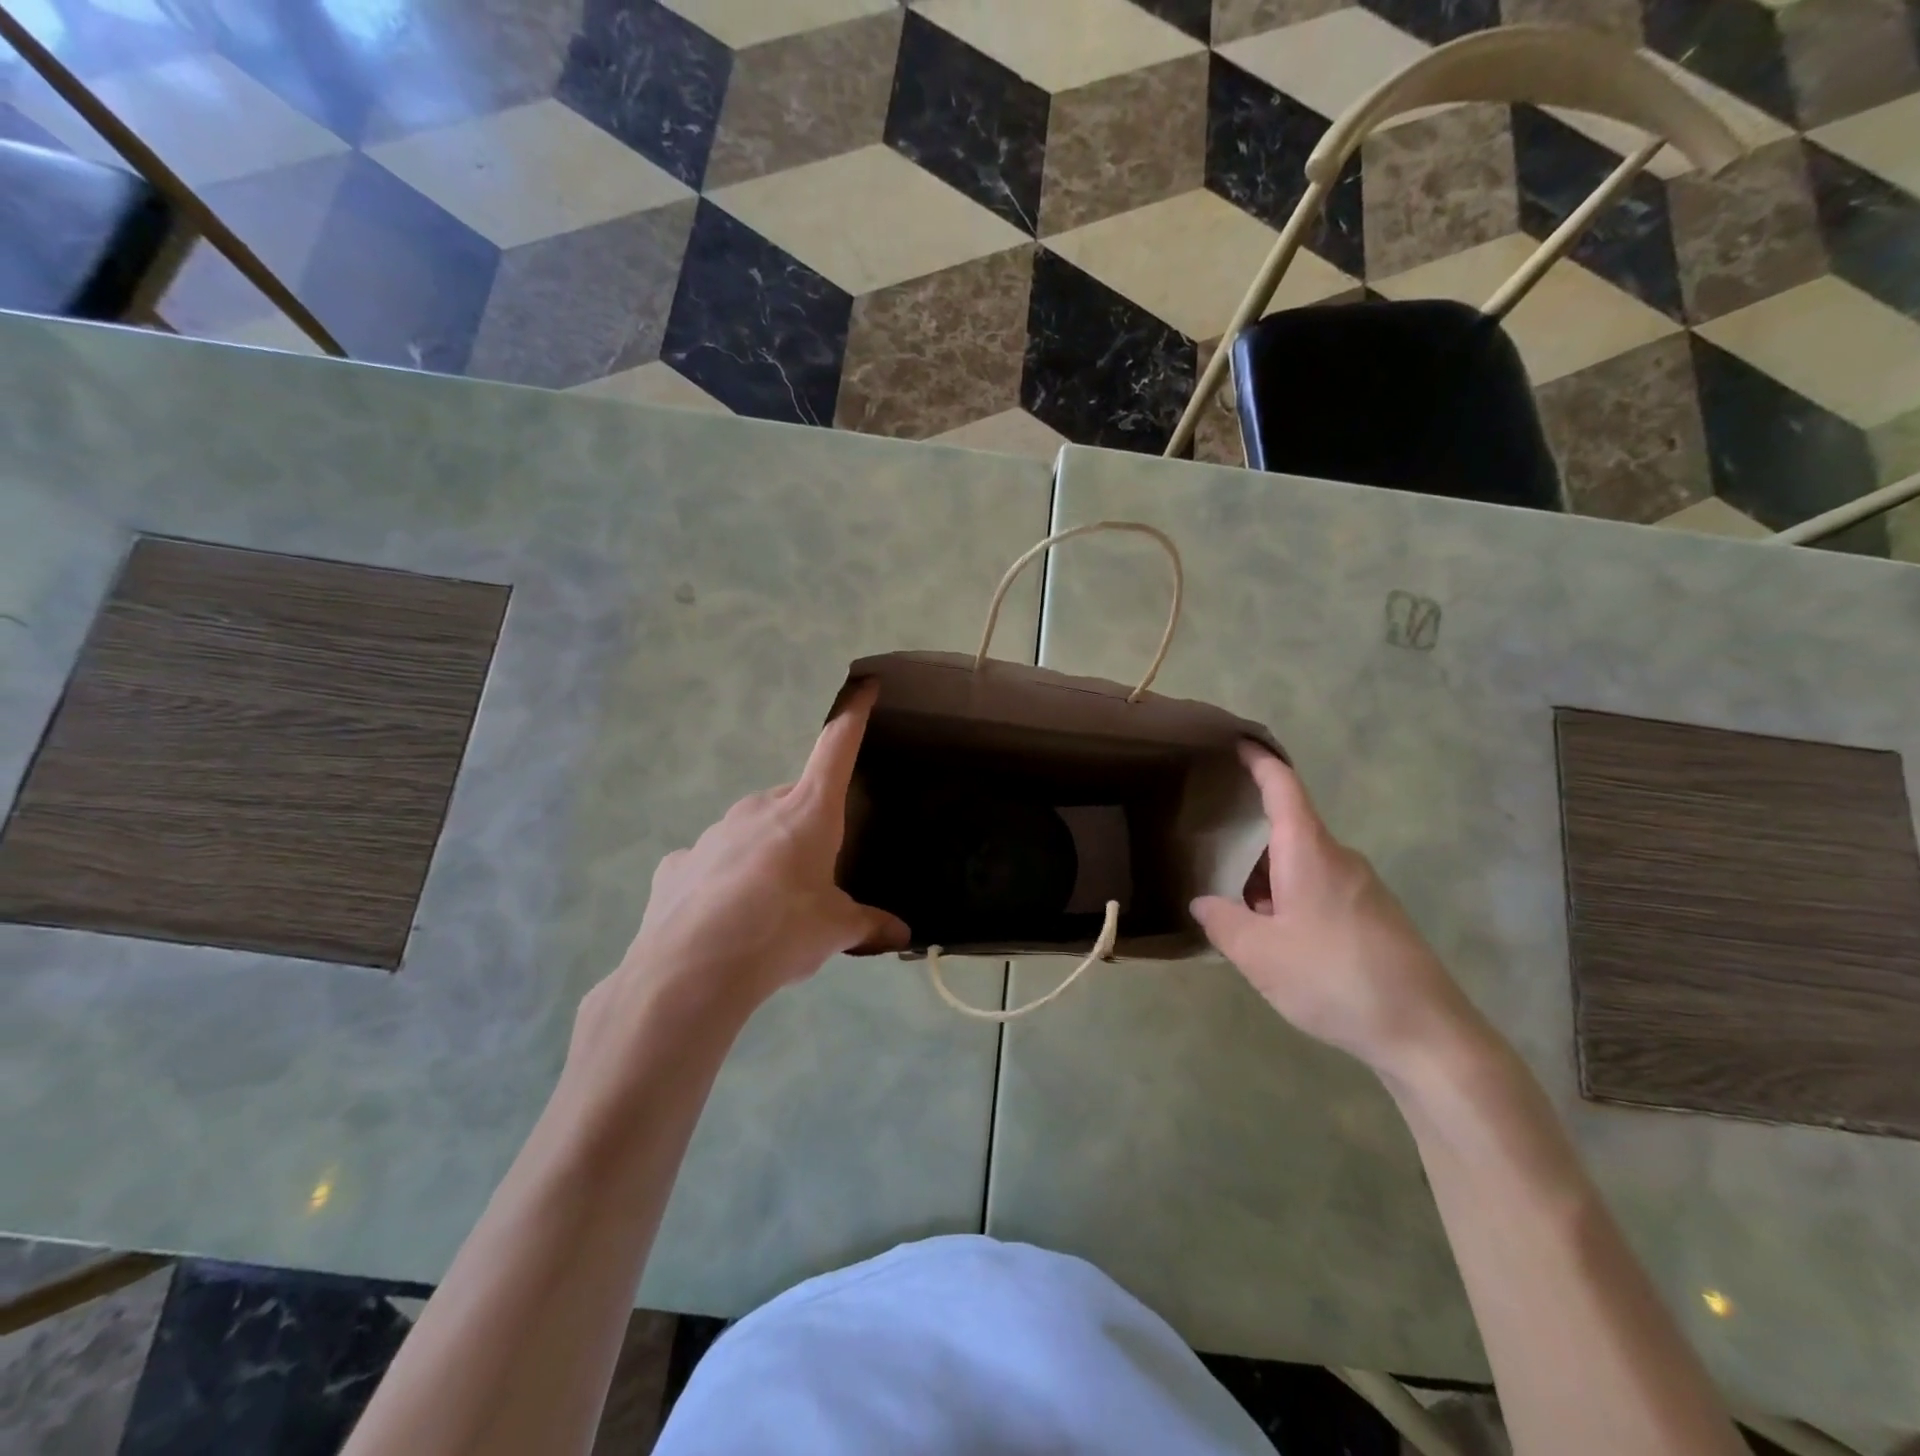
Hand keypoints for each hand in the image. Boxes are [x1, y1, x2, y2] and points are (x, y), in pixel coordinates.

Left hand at [605, 680, 908, 1010]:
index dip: (854, 714)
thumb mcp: (835, 931)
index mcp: (807, 812)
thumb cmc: (780, 933)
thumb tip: (903, 934)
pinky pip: (713, 862)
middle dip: (806, 826)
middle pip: (794, 801)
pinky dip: (724, 880)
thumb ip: (869, 925)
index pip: (836, 748)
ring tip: (768, 907)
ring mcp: (713, 833)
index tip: (866, 685)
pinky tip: (724, 919)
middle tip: (814, 874)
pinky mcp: (678, 863)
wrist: (691, 972)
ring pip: (751, 831)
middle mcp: (759, 809)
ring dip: (765, 854)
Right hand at [1190, 743, 1482, 1077]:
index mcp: (1310, 853)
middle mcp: (1339, 860)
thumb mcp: (1259, 954)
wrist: (1426, 1034)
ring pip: (1302, 867)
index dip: (1260, 762)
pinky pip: (1321, 891)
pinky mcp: (1376, 918)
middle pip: (1288, 833)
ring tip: (1239, 914)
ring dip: (1269, 881)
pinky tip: (1280, 943)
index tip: (1239, 742)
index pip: (1283, 788)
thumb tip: (1203, 903)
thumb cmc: (1334, 978)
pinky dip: (1291, 900)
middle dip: (1249, 844)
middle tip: (1211, 859)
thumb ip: (1222, 922)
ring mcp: (1362, 889)